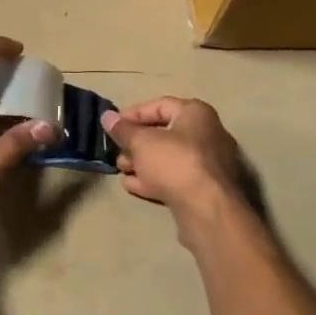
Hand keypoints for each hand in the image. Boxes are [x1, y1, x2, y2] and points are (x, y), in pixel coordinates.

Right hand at [101, 97, 242, 217]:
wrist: (207, 208)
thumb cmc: (174, 162)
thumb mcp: (141, 142)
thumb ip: (122, 129)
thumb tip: (107, 116)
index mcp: (196, 113)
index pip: (159, 105)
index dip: (132, 114)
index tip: (112, 126)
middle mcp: (207, 133)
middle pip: (164, 132)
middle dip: (136, 142)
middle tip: (117, 151)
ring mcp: (208, 163)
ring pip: (168, 157)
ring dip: (142, 162)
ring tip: (122, 169)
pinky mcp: (206, 188)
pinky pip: (175, 176)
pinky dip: (154, 178)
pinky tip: (132, 185)